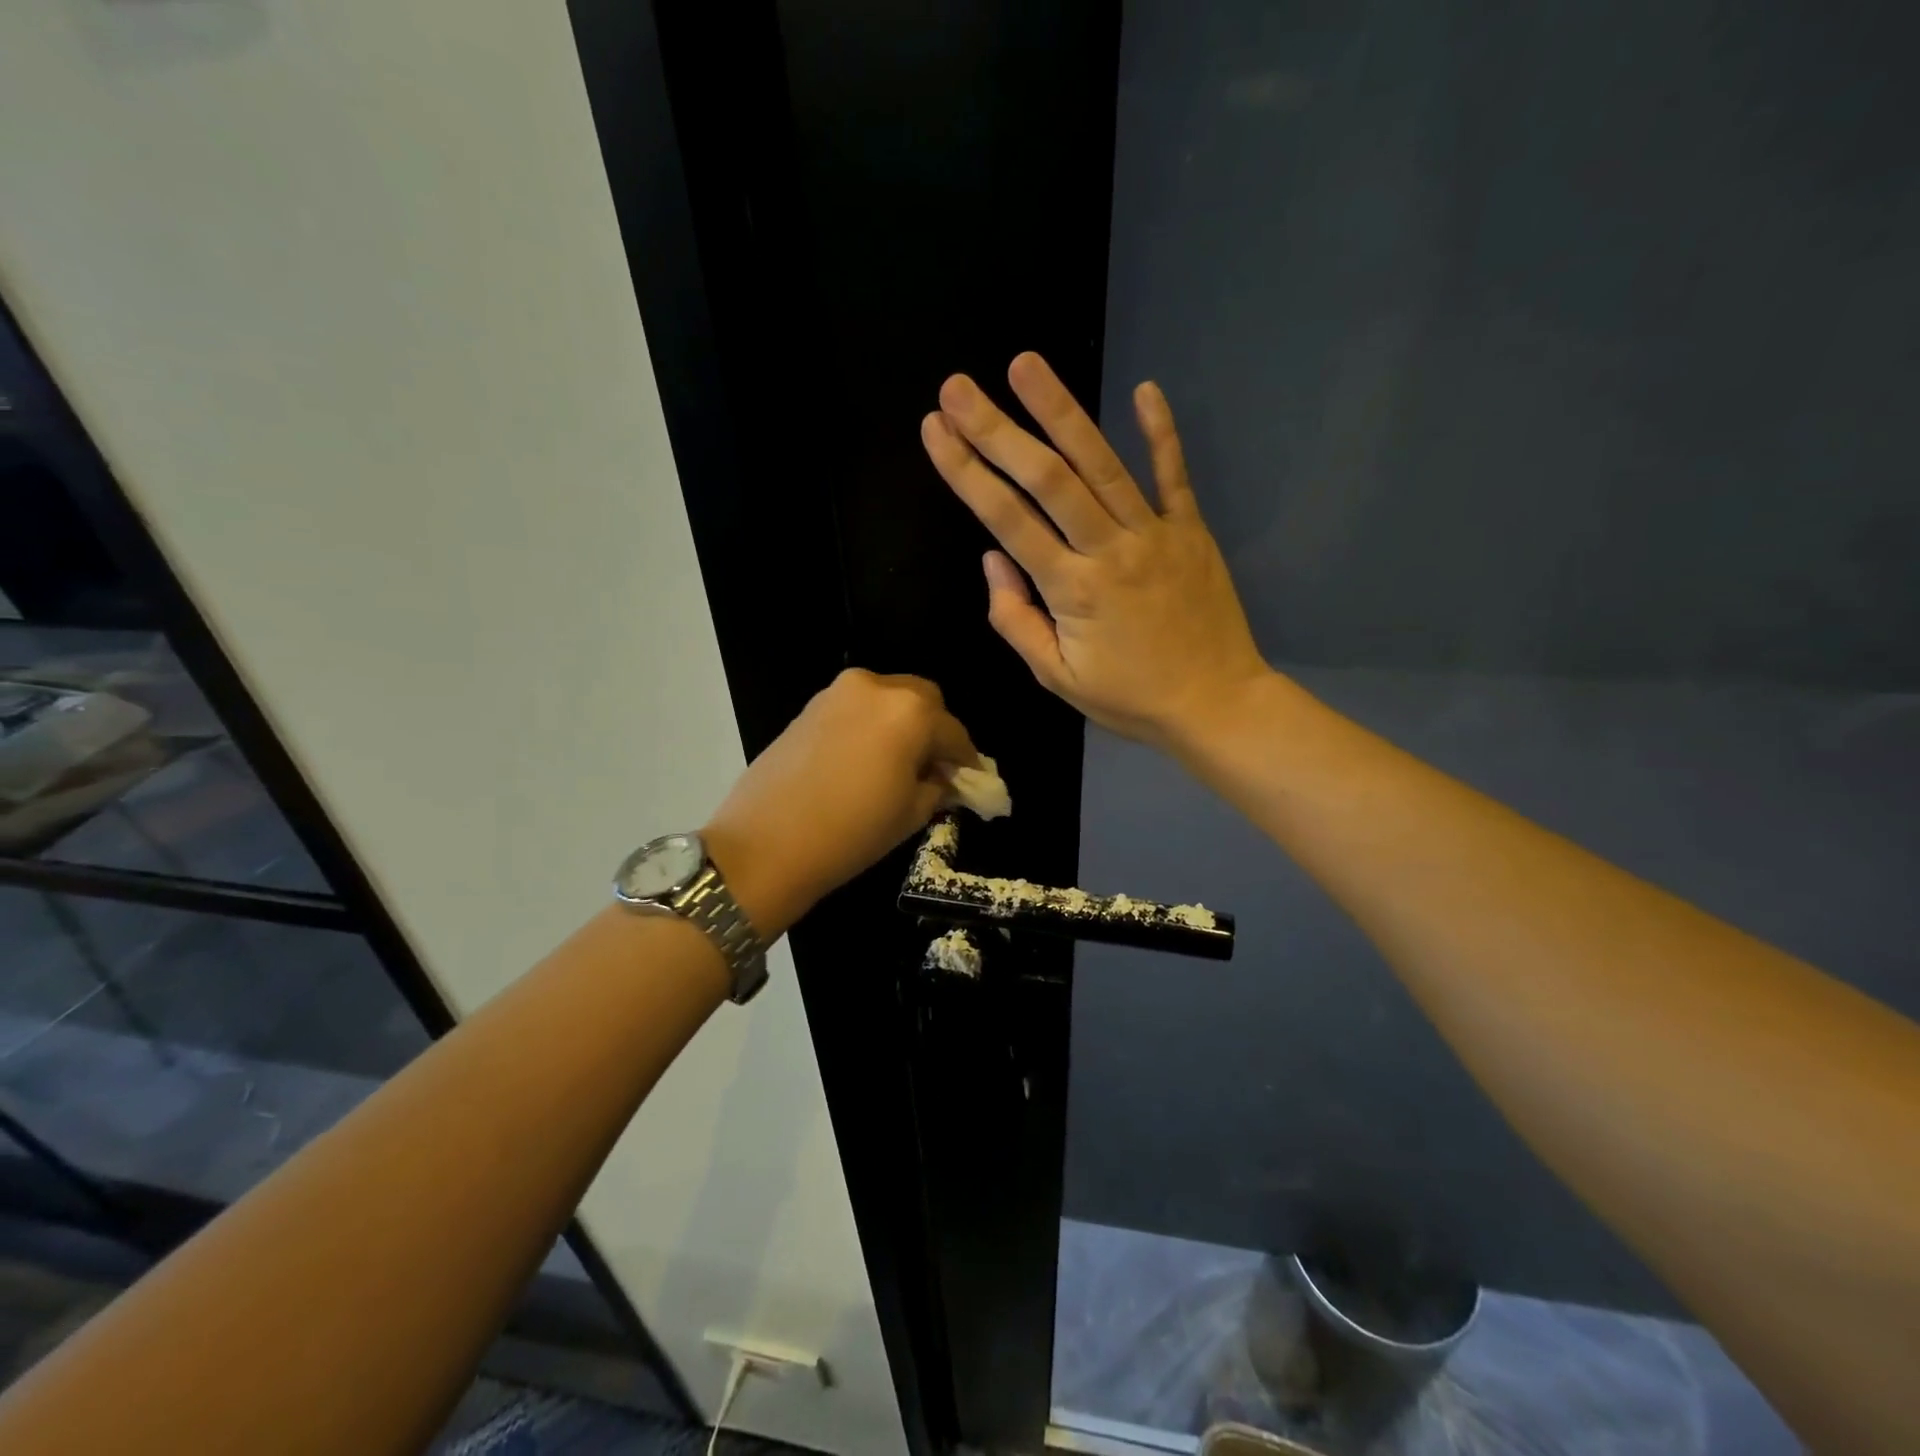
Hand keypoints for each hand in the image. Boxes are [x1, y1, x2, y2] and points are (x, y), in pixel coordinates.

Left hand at [703, 669, 977, 936]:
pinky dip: (872, 725)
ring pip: (888, 699)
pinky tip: (866, 759)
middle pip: (923, 700)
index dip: (967, 759)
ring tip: (898, 764)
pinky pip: (857, 708)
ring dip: (902, 724)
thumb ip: (938, 786)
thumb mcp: (911, 814)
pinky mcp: (810, 706)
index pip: (954, 732)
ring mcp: (838, 692)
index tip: (972, 780)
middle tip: (935, 768)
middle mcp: (877, 687)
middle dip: (935, 730)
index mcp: (910, 712)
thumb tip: (945, 777)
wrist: (765, 845)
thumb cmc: (851, 833)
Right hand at [920, 352, 1269, 750]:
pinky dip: (1161, 432)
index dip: (967, 471)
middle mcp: (1109, 549)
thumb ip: (1016, 619)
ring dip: (1061, 411)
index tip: (935, 429)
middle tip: (959, 386)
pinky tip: (1145, 389)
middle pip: (1047, 479)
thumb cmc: (1129, 697)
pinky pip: (1173, 475)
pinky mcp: (1191, 530)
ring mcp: (1154, 534)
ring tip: (1025, 365)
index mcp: (1071, 590)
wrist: (1215, 704)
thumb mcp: (1057, 677)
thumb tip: (992, 559)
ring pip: (1101, 464)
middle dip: (998, 429)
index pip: (1007, 519)